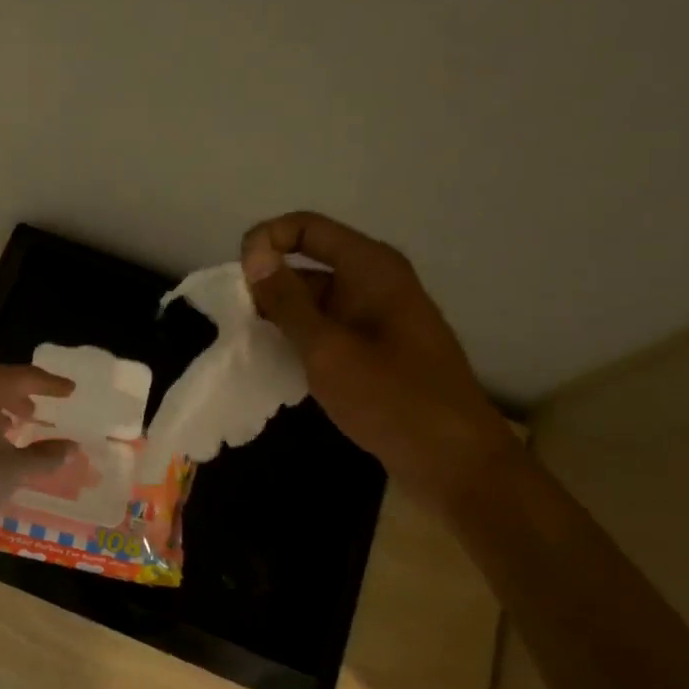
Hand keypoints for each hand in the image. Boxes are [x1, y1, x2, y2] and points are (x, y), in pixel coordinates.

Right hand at [241, 212, 511, 505]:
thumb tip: (253, 256)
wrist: (454, 460)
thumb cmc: (391, 398)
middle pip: (308, 262)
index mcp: (370, 268)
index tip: (236, 281)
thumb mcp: (327, 349)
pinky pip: (327, 328)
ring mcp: (376, 316)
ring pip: (314, 300)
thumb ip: (287, 301)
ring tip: (248, 345)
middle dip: (267, 284)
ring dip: (280, 316)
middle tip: (235, 322)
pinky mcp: (375, 348)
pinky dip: (299, 337)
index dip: (265, 241)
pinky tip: (276, 363)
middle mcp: (375, 282)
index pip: (306, 228)